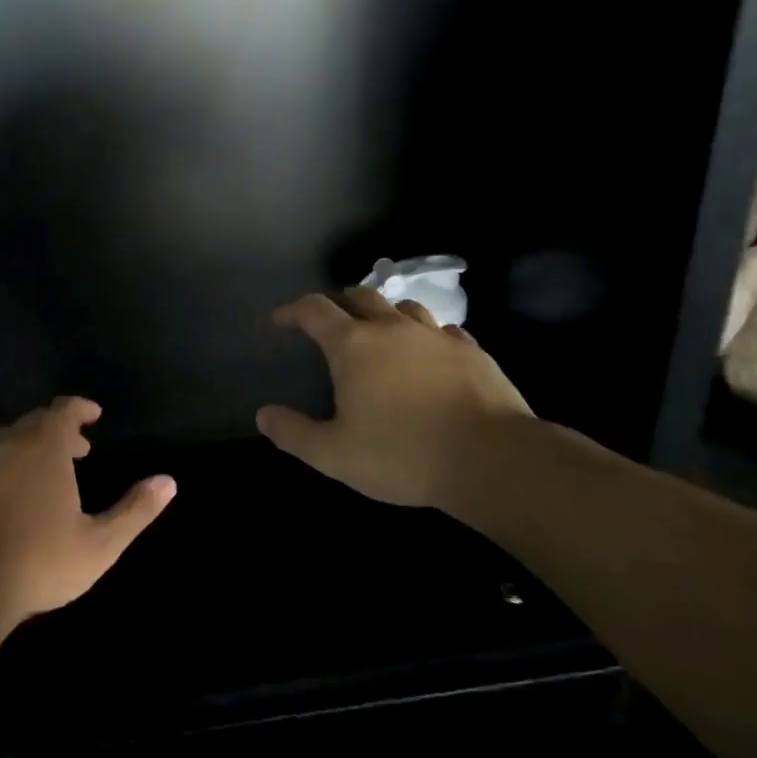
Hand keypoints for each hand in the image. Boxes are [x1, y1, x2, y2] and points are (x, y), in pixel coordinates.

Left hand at [0, 397, 175, 622]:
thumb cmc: (41, 561)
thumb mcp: (100, 543)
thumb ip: (135, 510)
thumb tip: (169, 481)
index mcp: (44, 446)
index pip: (63, 410)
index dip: (80, 409)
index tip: (94, 416)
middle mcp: (7, 442)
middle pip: (34, 422)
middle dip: (57, 430)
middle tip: (76, 450)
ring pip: (5, 439)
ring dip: (27, 446)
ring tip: (41, 471)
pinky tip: (3, 494)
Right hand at [257, 288, 531, 510]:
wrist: (492, 460)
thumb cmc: (403, 454)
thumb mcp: (334, 455)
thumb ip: (294, 433)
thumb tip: (264, 415)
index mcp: (353, 345)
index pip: (314, 310)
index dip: (292, 310)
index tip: (280, 319)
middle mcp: (393, 329)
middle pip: (360, 297)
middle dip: (339, 303)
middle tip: (331, 323)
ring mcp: (437, 337)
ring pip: (404, 308)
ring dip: (385, 314)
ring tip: (381, 333)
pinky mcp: (474, 352)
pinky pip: (444, 331)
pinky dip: (427, 336)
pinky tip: (429, 355)